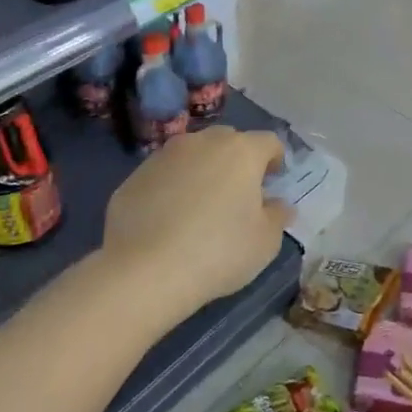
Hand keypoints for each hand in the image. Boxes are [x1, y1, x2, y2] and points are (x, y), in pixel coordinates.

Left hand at [101, 127, 291, 315]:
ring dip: (202, 171)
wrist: (145, 271)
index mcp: (241, 151)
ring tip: (200, 207)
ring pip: (193, 154)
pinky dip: (172, 188)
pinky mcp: (135, 176)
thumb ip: (277, 215)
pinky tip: (169, 220)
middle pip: (229, 141)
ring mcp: (164, 156)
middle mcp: (203, 142)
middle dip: (237, 161)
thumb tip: (277, 204)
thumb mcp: (265, 241)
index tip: (273, 182)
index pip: (268, 142)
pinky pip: (165, 175)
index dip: (275, 160)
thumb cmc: (218, 251)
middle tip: (238, 194)